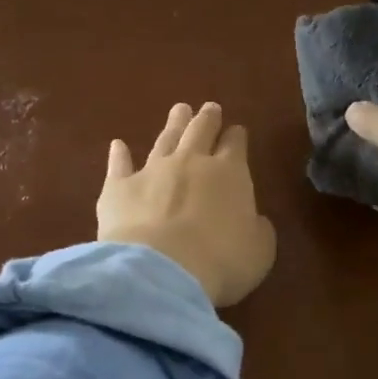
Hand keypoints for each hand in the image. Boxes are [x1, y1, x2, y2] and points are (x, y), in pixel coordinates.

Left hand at [97, 102, 276, 306]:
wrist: (161, 270)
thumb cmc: (221, 262)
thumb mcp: (259, 250)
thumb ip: (258, 229)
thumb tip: (254, 220)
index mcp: (230, 173)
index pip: (236, 145)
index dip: (237, 136)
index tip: (237, 131)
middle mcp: (190, 162)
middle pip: (200, 131)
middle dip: (207, 118)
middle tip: (210, 108)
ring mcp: (152, 171)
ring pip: (164, 139)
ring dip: (173, 124)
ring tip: (179, 110)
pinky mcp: (118, 188)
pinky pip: (119, 165)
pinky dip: (119, 154)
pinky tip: (117, 145)